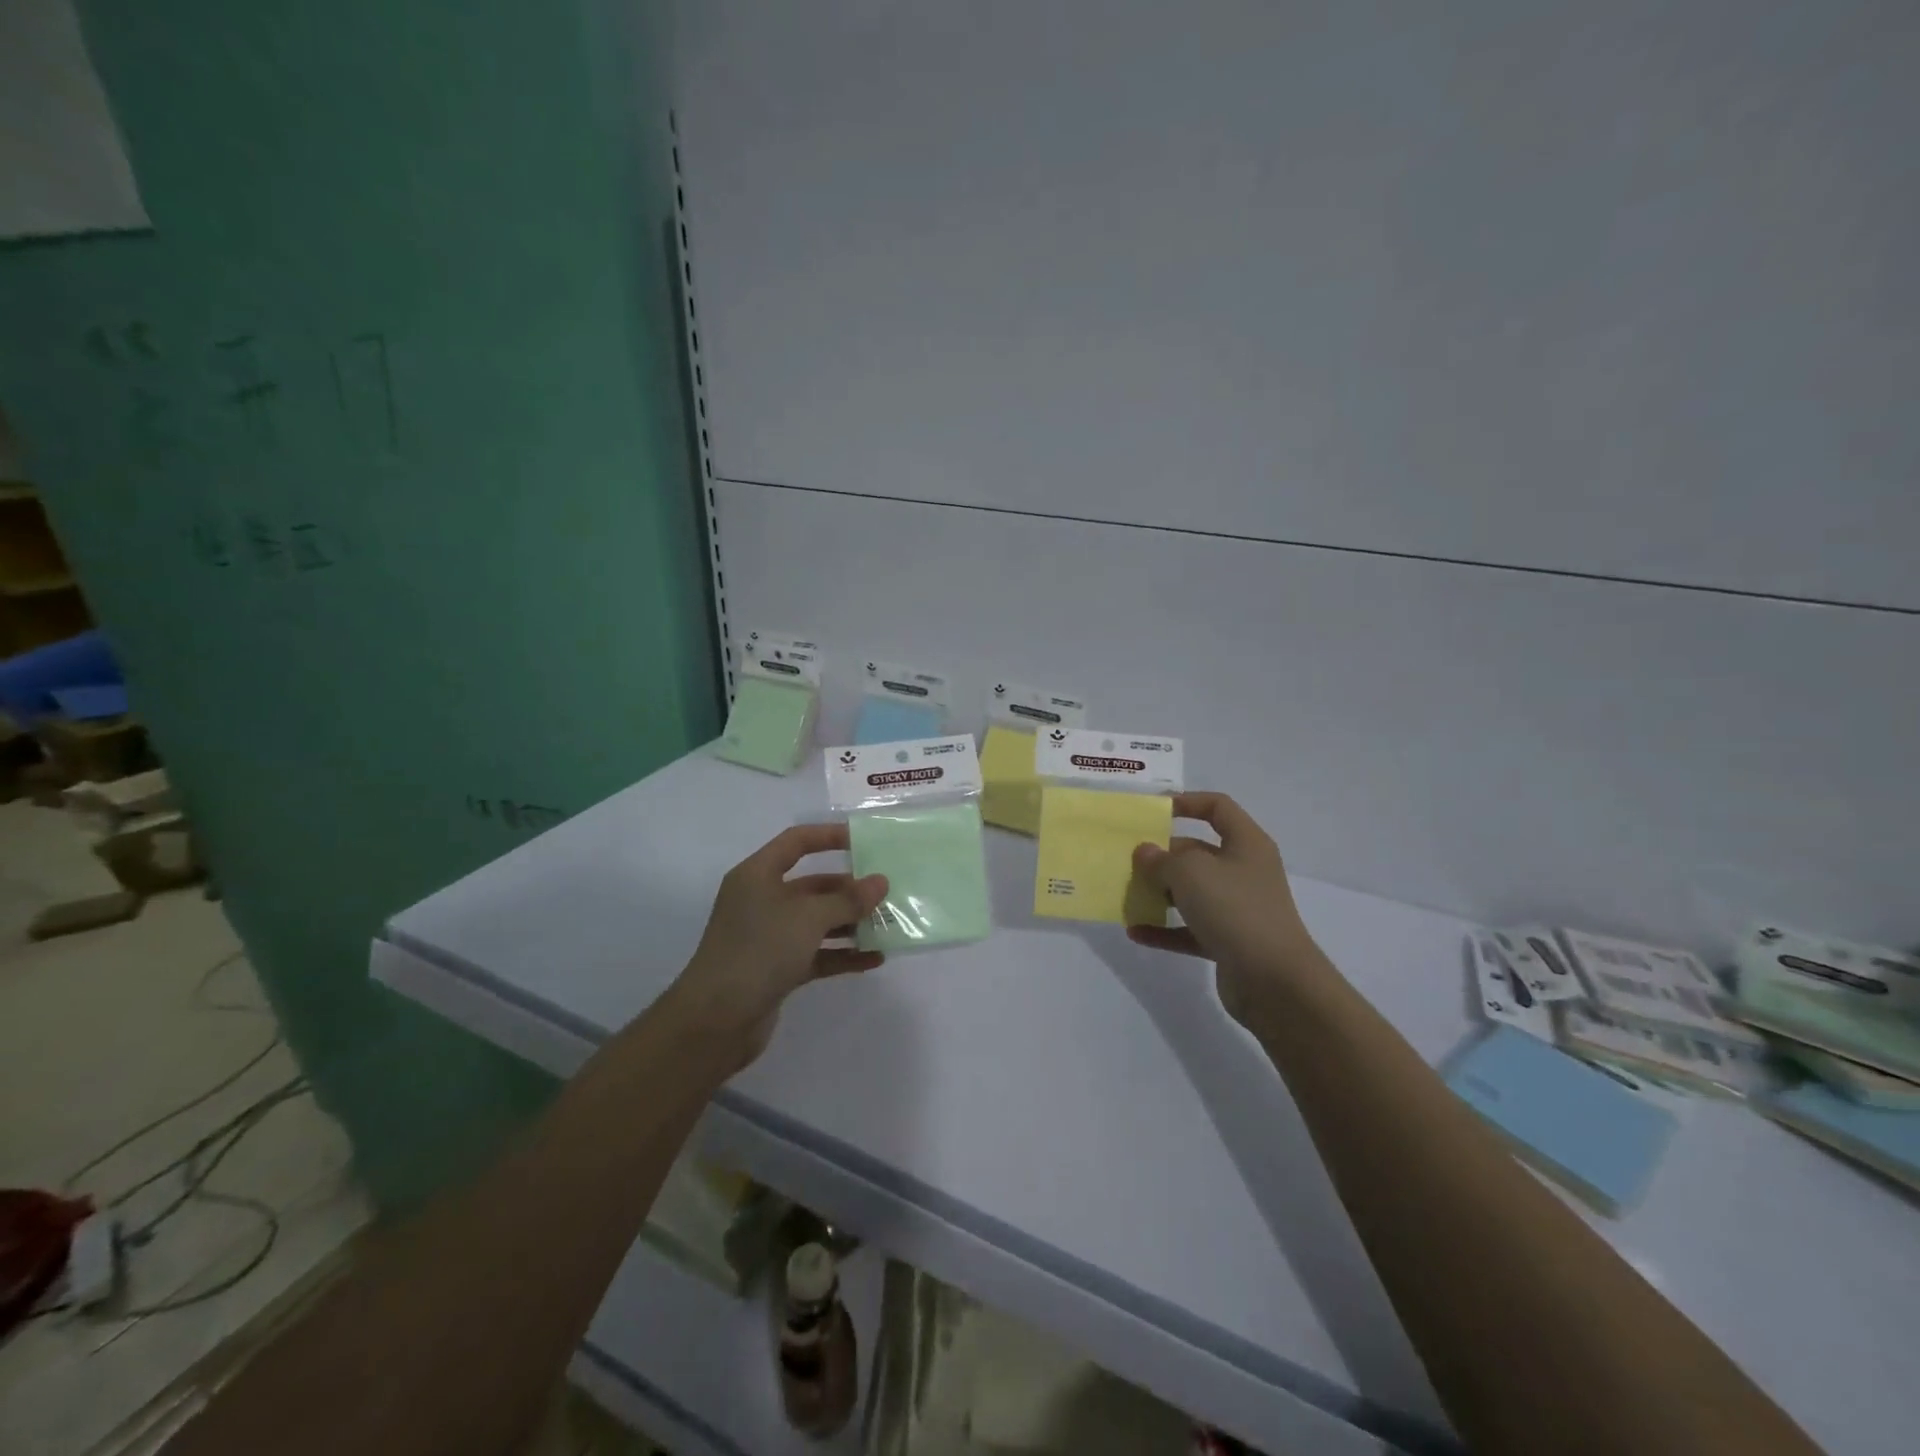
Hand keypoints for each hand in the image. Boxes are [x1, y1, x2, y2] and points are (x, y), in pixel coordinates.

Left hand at [669, 823, 888, 1066]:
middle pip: (812, 885)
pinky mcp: (777, 969)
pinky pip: (817, 954)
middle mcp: (761, 901)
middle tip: (886, 893)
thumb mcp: (808, 917)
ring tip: (888, 926)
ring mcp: (769, 937)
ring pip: (817, 922)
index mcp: (758, 875)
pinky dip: (842, 955)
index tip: (866, 841)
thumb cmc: (759, 951)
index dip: (830, 836)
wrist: (715, 1021)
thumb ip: (848, 900)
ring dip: (850, 924)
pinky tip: (874, 960)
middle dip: (849, 889)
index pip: (797, 842)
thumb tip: (881, 882)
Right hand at [1126, 792, 1327, 1024]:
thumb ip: (1161, 859)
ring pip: (1192, 892)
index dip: (1186, 802)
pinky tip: (1135, 932)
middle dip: (1163, 855)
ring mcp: (1238, 908)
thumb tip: (1145, 853)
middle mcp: (1244, 871)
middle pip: (1198, 852)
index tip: (1153, 810)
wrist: (1275, 981)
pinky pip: (1189, 929)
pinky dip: (1164, 929)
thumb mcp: (1190, 873)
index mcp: (1246, 844)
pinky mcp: (1229, 942)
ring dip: (1160, 894)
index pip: (1218, 807)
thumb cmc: (1235, 909)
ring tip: (1127, 895)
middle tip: (1129, 861)